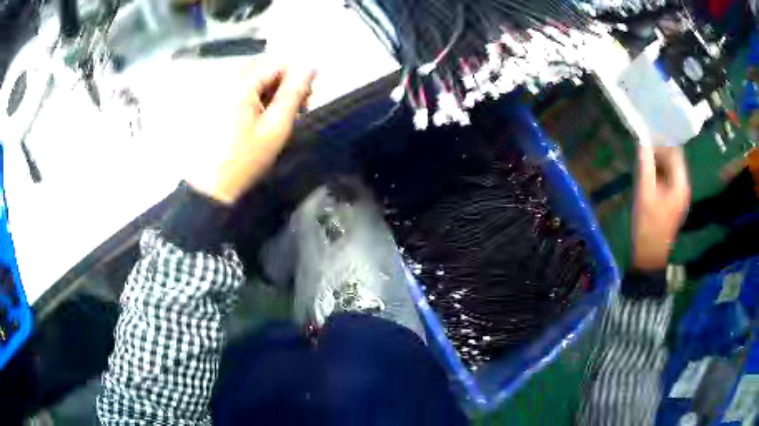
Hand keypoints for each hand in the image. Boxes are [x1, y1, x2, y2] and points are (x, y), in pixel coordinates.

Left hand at [186, 62, 315, 204]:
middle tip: (296, 105)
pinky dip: (256, 95)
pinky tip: (261, 115)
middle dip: (284, 79)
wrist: (211, 187)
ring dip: (271, 87)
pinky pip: (241, 87)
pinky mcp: (215, 102)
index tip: (307, 98)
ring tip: (280, 113)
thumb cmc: (244, 160)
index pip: (278, 62)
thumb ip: (294, 94)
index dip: (298, 75)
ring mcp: (219, 91)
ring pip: (253, 76)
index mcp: (242, 84)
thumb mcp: (275, 127)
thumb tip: (311, 67)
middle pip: (264, 65)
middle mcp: (228, 80)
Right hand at [632, 145, 690, 270]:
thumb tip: (642, 141)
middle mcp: (683, 186)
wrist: (649, 256)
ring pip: (670, 169)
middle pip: (674, 160)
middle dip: (659, 151)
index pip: (675, 152)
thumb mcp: (644, 193)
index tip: (646, 137)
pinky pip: (667, 179)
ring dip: (658, 162)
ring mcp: (678, 195)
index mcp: (680, 184)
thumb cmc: (648, 225)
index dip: (662, 142)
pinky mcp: (673, 201)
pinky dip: (658, 173)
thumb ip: (645, 166)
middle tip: (642, 148)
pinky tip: (647, 174)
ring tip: (642, 159)